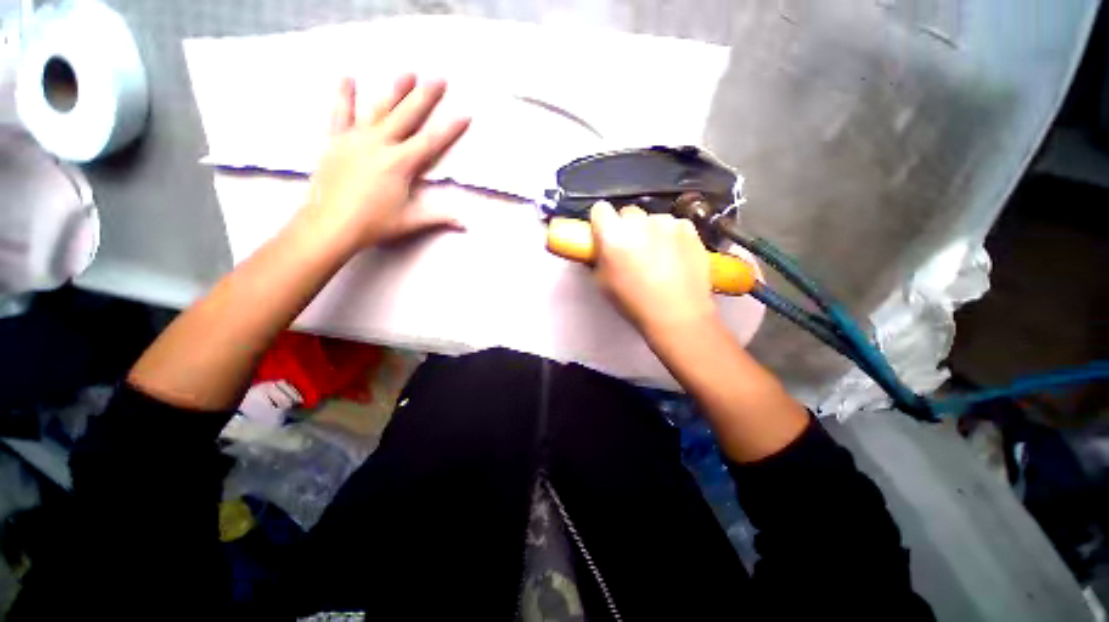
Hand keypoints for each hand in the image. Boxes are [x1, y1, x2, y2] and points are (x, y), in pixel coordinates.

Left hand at [304, 74, 470, 249]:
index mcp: (401, 164)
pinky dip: (344, 95)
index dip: (450, 129)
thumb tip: (464, 224)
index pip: (431, 142)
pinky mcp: (336, 141)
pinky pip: (340, 114)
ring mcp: (356, 139)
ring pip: (379, 109)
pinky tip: (347, 77)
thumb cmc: (374, 224)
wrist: (330, 225)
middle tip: (438, 77)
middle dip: (425, 96)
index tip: (464, 113)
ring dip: (394, 90)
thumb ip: (439, 218)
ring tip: (407, 71)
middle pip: (407, 116)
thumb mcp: (411, 221)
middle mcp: (380, 144)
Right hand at [590, 201, 717, 334]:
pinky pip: (673, 226)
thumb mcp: (603, 284)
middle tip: (631, 250)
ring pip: (651, 220)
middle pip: (627, 213)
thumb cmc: (635, 303)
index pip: (600, 209)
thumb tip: (601, 247)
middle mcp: (639, 223)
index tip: (604, 234)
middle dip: (626, 228)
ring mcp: (666, 223)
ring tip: (657, 258)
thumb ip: (598, 259)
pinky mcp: (688, 228)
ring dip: (650, 232)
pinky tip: (675, 257)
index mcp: (613, 236)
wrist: (678, 314)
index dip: (600, 222)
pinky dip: (671, 236)